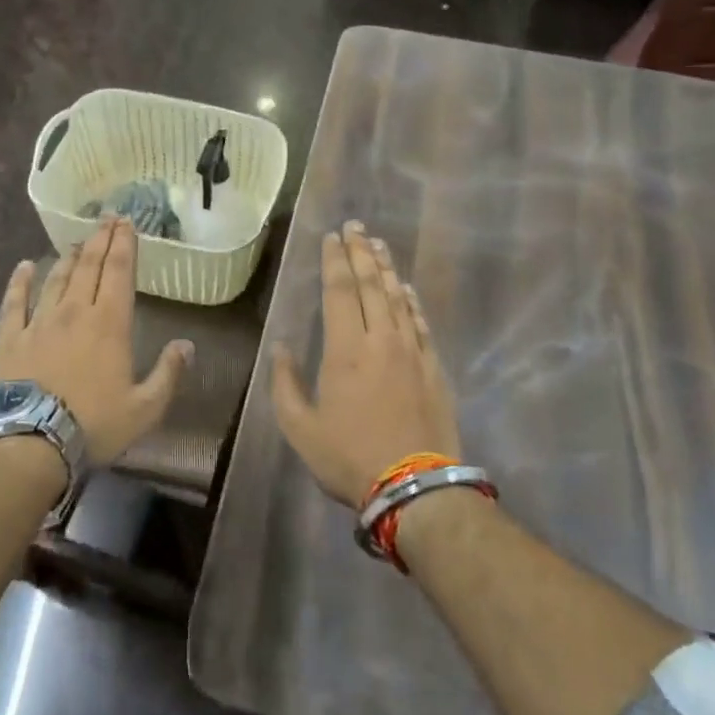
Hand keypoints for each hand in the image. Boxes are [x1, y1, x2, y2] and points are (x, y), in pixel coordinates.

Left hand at [0, 218, 192, 465]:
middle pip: (89, 266)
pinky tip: (24, 266)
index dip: (125, 245)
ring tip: (77, 241)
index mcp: (109, 323)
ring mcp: (40, 322)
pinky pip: (15, 302)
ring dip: (69, 257)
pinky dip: (20, 281)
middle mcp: (75, 311)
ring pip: (57, 279)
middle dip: (101, 239)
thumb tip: (187, 345)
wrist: (29, 441)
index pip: (119, 272)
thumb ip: (168, 374)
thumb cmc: (93, 424)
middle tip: (108, 218)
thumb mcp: (145, 408)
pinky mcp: (11, 338)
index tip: (127, 223)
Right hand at [271, 222, 459, 506]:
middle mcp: (380, 339)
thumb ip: (285, 384)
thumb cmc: (349, 457)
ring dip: (386, 268)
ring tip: (378, 244)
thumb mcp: (301, 428)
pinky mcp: (433, 367)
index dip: (334, 260)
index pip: (339, 291)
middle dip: (360, 252)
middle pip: (370, 284)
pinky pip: (420, 323)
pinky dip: (411, 302)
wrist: (415, 487)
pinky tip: (406, 289)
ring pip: (397, 298)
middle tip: (356, 226)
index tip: (332, 237)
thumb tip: (281, 347)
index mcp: (345, 349)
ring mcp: (411, 351)